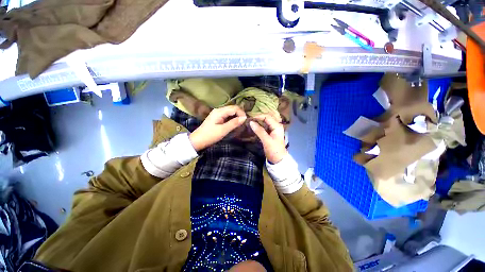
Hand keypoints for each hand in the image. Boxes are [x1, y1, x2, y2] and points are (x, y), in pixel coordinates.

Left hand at [189, 105, 246, 150]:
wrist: (198, 140)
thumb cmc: (210, 135)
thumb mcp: (223, 130)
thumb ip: (234, 123)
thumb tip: (244, 118)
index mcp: (220, 111)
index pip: (234, 108)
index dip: (241, 113)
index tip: (245, 121)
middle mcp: (219, 110)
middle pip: (233, 108)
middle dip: (240, 114)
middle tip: (244, 122)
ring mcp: (217, 113)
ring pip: (230, 112)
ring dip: (236, 116)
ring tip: (241, 123)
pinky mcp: (217, 117)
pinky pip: (227, 115)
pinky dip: (232, 118)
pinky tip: (235, 123)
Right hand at [249, 114, 287, 163]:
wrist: (278, 160)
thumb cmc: (274, 150)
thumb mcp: (266, 140)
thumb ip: (259, 131)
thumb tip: (251, 122)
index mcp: (277, 126)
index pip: (267, 117)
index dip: (258, 116)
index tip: (250, 119)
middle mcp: (276, 125)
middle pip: (266, 118)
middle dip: (258, 118)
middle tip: (249, 120)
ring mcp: (273, 129)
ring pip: (265, 122)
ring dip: (258, 122)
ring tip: (250, 123)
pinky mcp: (270, 133)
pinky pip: (264, 126)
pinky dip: (259, 126)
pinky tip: (254, 127)